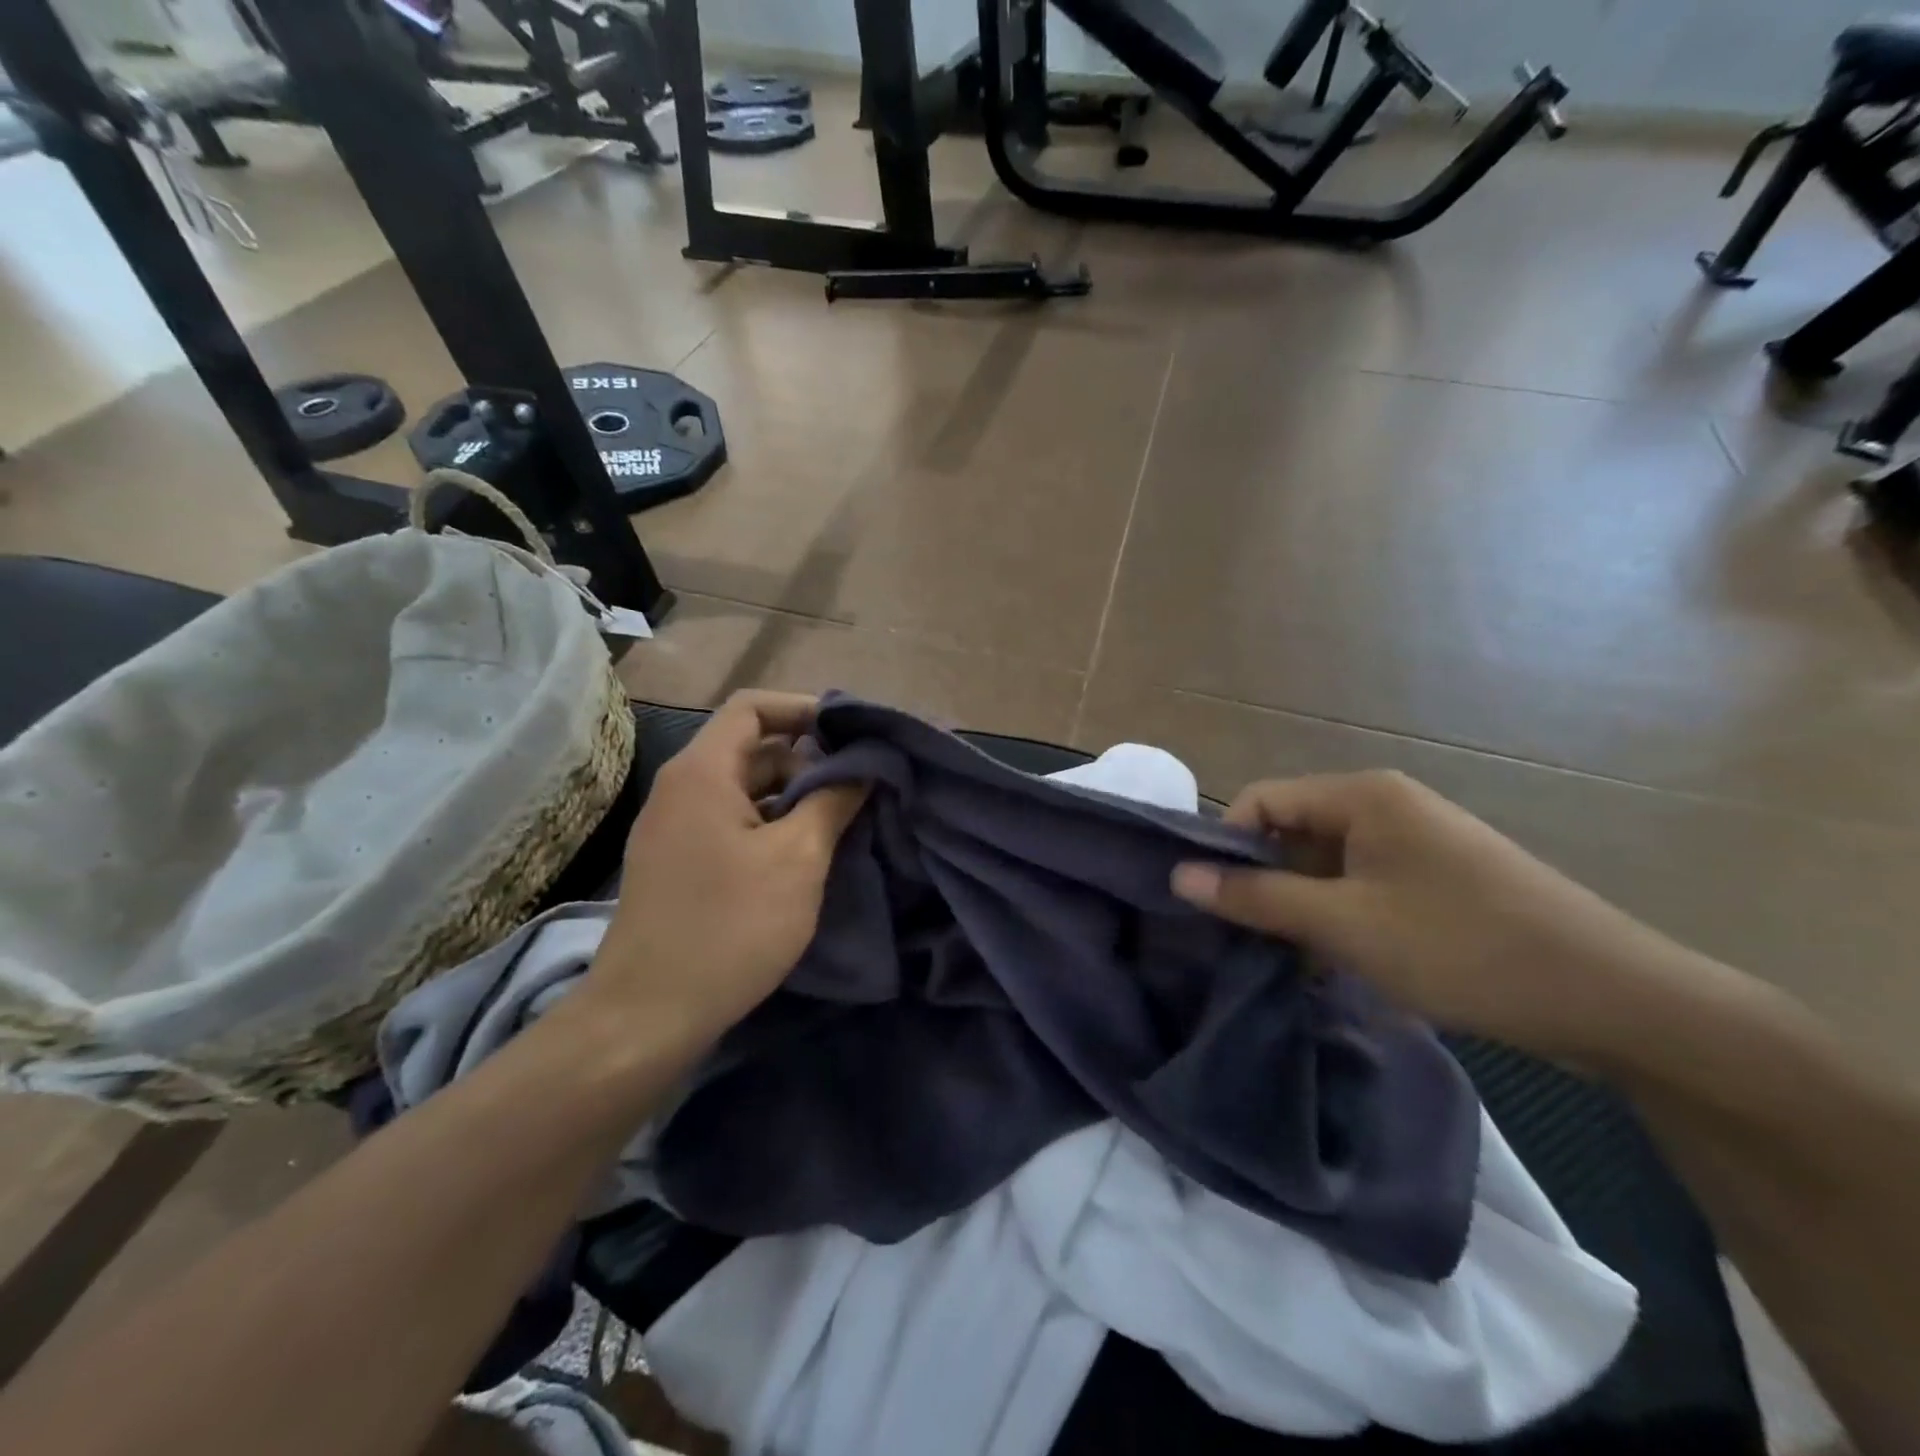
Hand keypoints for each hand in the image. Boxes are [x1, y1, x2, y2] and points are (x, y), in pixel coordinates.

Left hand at [587, 691, 865, 1040]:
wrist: (646, 1016)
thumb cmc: (730, 927)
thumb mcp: (797, 859)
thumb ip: (834, 800)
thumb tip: (862, 766)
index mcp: (703, 772)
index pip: (752, 707)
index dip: (804, 709)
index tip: (850, 735)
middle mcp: (682, 788)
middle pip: (751, 748)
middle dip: (808, 760)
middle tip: (856, 787)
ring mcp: (674, 828)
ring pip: (744, 789)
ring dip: (792, 797)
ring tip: (840, 823)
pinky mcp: (677, 862)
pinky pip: (730, 822)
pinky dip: (770, 825)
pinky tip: (804, 856)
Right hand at [1171, 771, 1683, 1060]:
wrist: (1615, 1000)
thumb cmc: (1464, 946)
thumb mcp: (1345, 924)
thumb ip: (1256, 897)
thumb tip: (1178, 875)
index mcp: (1363, 796)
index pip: (1261, 801)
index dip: (1226, 846)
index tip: (1211, 902)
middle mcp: (1386, 806)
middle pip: (1292, 832)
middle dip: (1263, 882)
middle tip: (1245, 939)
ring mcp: (1416, 843)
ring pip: (1326, 865)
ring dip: (1300, 907)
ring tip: (1289, 960)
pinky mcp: (1437, 880)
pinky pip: (1362, 887)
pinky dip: (1338, 919)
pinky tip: (1336, 965)